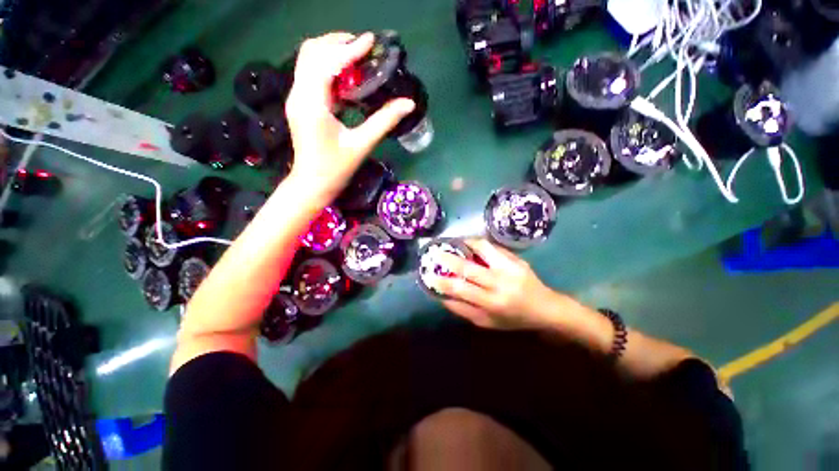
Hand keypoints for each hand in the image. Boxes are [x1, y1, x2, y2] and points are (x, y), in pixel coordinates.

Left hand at [285, 32, 415, 199]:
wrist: (313, 183)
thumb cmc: (336, 168)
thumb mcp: (362, 145)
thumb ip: (384, 121)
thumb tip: (408, 104)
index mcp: (312, 104)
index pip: (327, 63)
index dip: (349, 49)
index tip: (371, 41)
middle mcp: (299, 95)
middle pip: (311, 52)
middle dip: (337, 43)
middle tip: (363, 48)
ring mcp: (297, 98)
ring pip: (308, 60)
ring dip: (331, 52)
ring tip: (357, 57)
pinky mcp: (300, 104)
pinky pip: (311, 74)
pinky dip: (328, 68)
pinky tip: (346, 77)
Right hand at [435, 239, 562, 329]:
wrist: (545, 308)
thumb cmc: (514, 319)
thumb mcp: (487, 322)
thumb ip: (463, 310)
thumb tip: (442, 296)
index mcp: (492, 303)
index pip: (461, 290)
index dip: (442, 282)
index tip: (429, 275)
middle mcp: (500, 283)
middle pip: (468, 267)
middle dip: (448, 258)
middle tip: (436, 252)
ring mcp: (509, 268)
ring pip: (483, 248)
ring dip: (465, 243)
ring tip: (456, 242)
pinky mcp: (516, 259)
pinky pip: (493, 246)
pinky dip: (479, 243)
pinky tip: (472, 243)